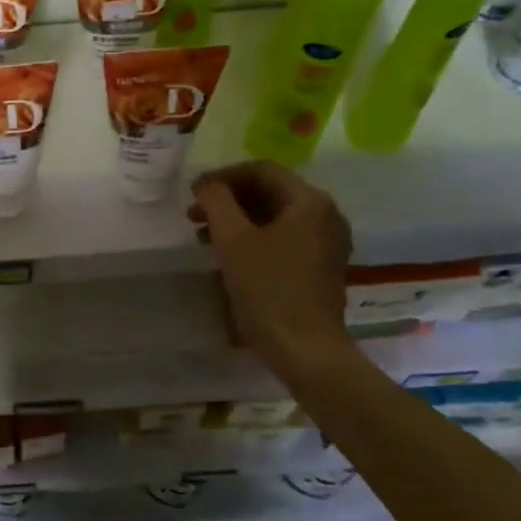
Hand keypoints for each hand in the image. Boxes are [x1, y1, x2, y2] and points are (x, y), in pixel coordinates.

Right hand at [189, 161, 352, 370]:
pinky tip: (228, 254)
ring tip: (203, 236)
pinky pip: (283, 238)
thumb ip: (216, 201)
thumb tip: (206, 184)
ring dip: (237, 219)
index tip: (194, 191)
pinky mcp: (320, 266)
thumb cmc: (268, 289)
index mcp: (310, 202)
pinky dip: (253, 238)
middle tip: (194, 214)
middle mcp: (325, 215)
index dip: (223, 176)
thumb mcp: (233, 239)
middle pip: (269, 191)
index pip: (262, 170)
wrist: (305, 350)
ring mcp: (326, 242)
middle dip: (228, 199)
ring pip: (274, 216)